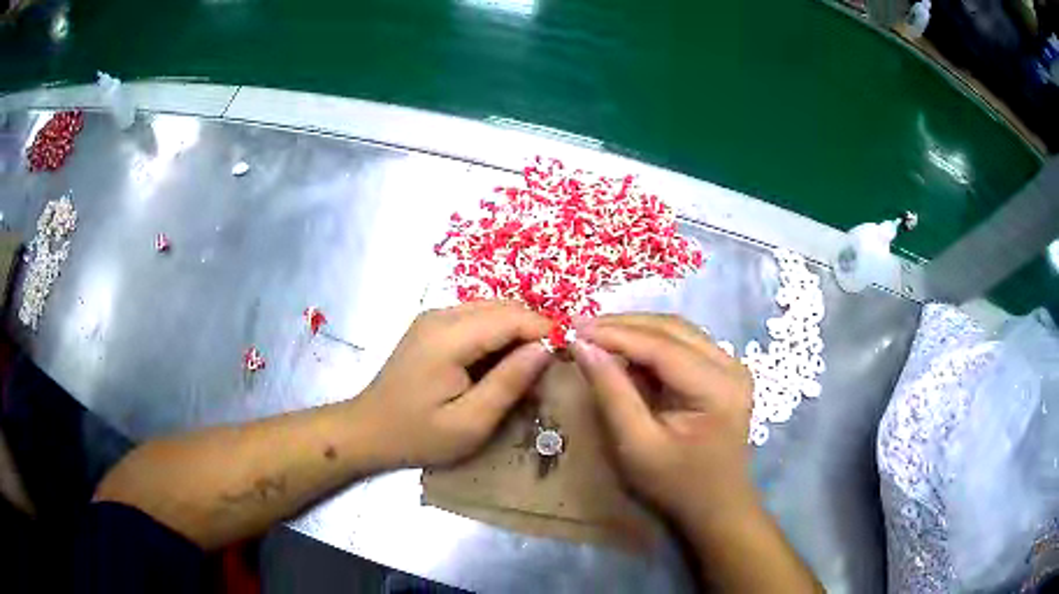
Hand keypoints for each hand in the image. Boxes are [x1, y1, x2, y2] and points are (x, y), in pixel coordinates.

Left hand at [358, 301, 551, 467]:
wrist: (368, 430)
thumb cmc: (418, 434)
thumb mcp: (470, 422)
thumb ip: (509, 382)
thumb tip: (547, 348)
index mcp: (449, 337)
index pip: (512, 317)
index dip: (546, 331)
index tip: (571, 355)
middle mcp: (441, 315)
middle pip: (504, 307)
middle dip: (534, 330)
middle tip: (554, 365)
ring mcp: (434, 317)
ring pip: (492, 309)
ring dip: (518, 332)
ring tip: (532, 367)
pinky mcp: (432, 326)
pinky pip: (477, 319)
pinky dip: (498, 335)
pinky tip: (502, 363)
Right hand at [571, 314, 755, 525]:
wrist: (717, 506)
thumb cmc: (676, 485)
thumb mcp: (636, 445)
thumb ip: (611, 392)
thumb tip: (583, 345)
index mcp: (717, 387)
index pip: (661, 346)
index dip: (615, 333)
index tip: (573, 328)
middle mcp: (731, 365)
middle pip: (672, 329)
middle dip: (624, 325)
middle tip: (579, 327)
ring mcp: (731, 365)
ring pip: (677, 330)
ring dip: (636, 329)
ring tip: (595, 334)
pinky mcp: (723, 371)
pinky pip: (683, 343)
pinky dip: (650, 341)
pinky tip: (624, 348)